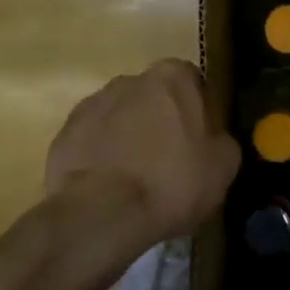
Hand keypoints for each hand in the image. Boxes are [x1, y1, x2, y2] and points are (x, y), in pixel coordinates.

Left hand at [45, 59, 240, 247]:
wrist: (103, 213)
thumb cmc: (174, 181)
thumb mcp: (224, 164)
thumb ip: (220, 137)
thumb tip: (211, 137)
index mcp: (174, 76)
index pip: (194, 85)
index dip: (199, 114)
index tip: (200, 144)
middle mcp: (131, 78)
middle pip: (154, 98)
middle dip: (161, 122)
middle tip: (169, 161)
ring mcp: (93, 103)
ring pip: (121, 118)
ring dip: (129, 138)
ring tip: (135, 178)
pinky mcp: (65, 133)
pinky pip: (93, 141)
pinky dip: (102, 156)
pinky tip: (110, 186)